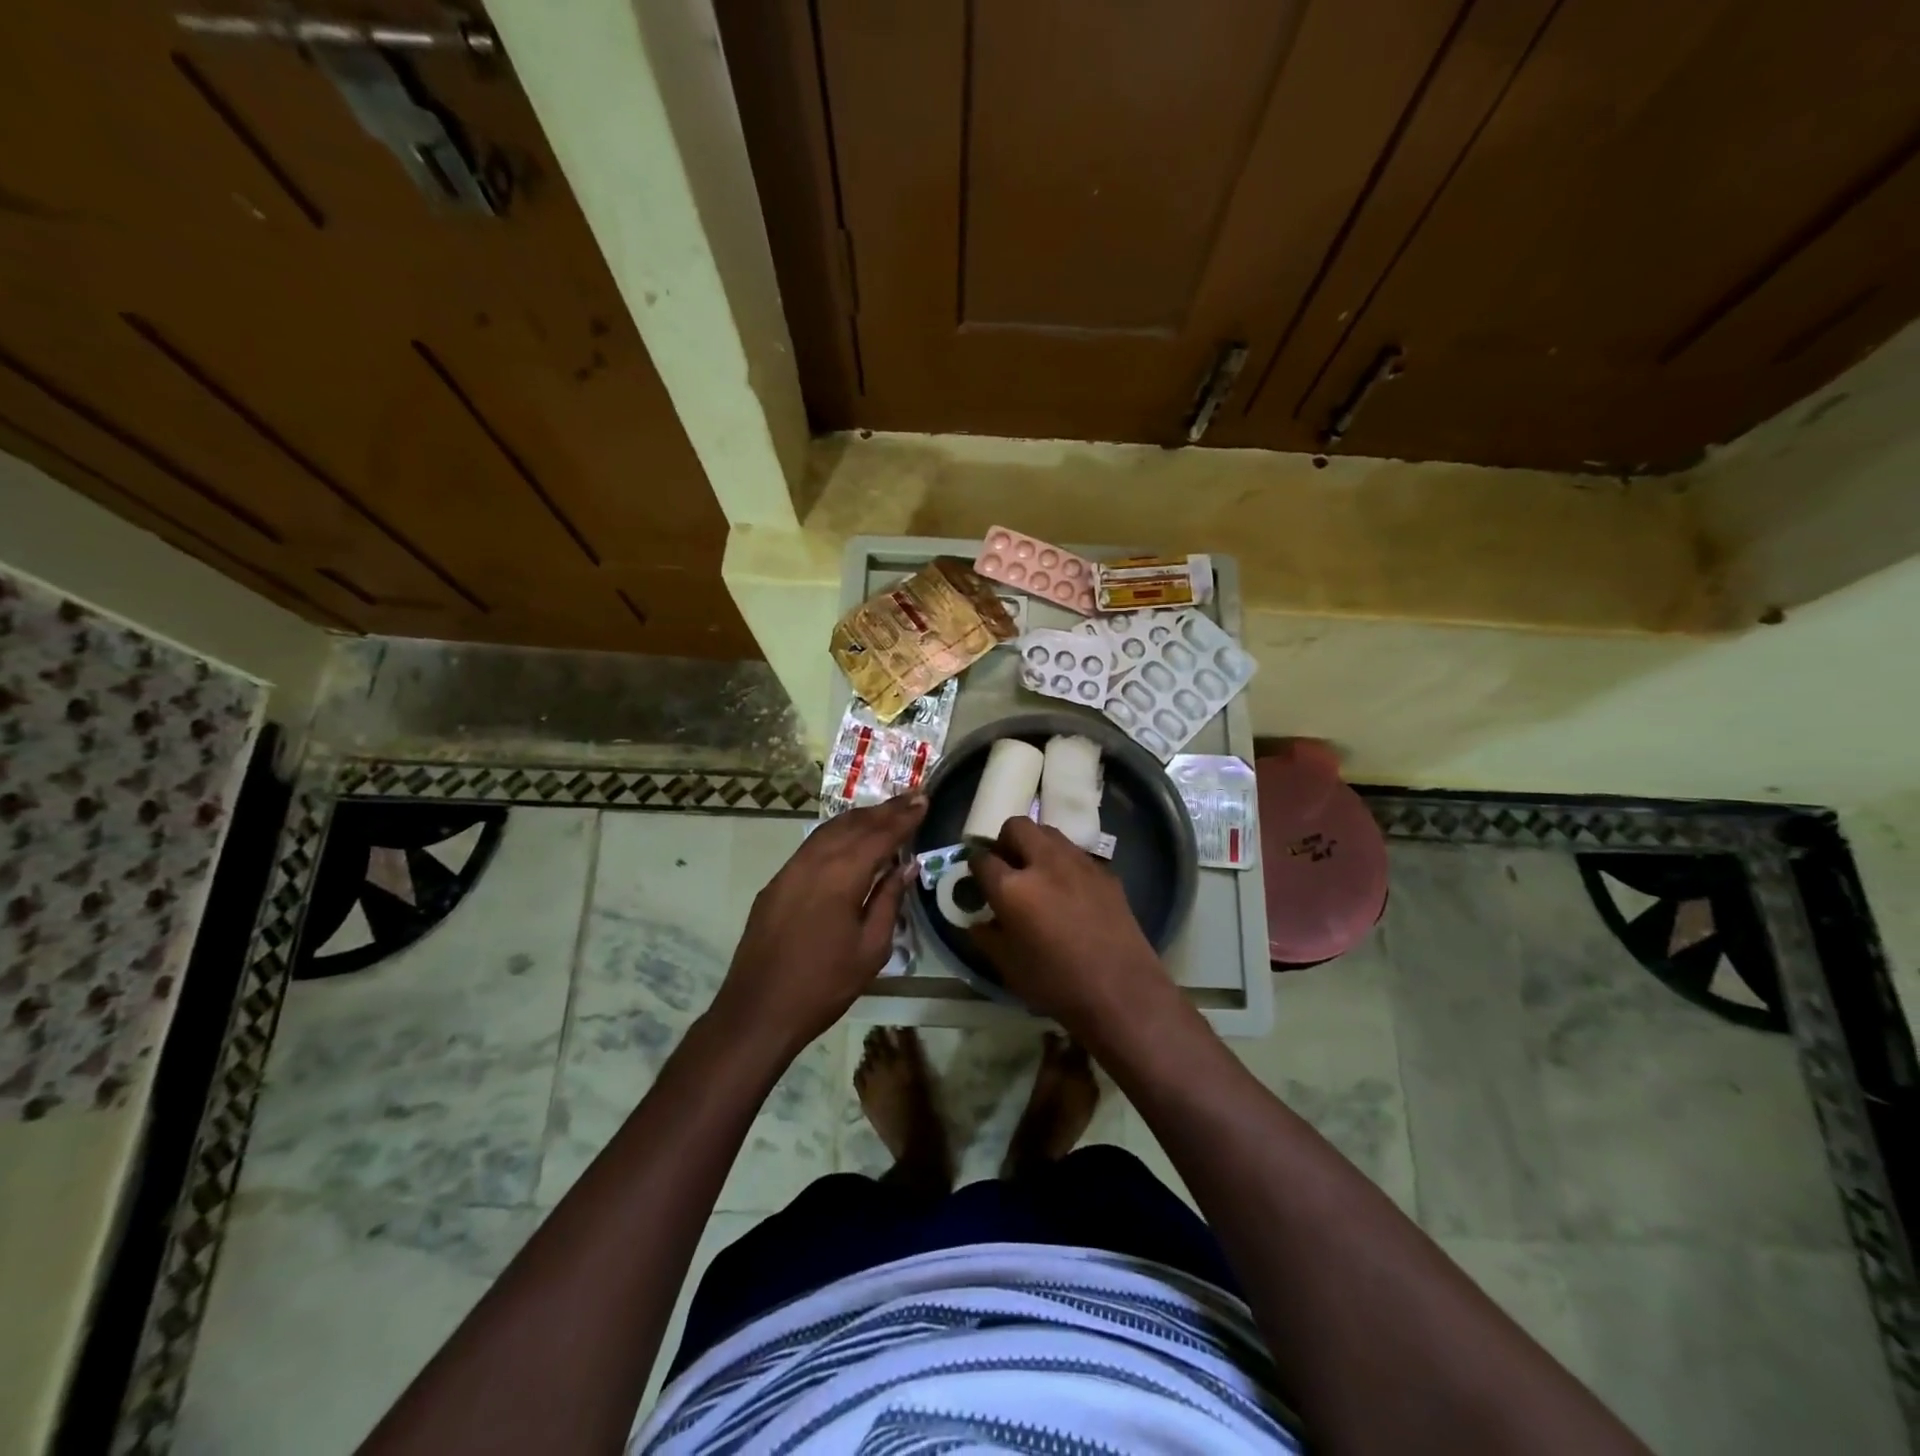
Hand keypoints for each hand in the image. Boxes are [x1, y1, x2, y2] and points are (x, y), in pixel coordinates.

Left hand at [710, 794, 926, 1057]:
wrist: (758, 1010)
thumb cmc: (824, 985)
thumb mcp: (871, 949)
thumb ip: (889, 901)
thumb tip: (906, 866)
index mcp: (841, 876)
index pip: (880, 836)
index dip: (903, 817)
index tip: (924, 799)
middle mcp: (813, 862)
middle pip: (854, 825)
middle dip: (885, 810)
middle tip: (912, 796)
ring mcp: (790, 870)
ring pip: (830, 830)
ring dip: (860, 817)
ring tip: (886, 810)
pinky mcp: (776, 883)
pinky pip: (812, 845)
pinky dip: (836, 833)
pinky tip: (848, 836)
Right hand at [970, 817, 1170, 1034]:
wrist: (1122, 991)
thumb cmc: (1057, 984)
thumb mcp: (1008, 968)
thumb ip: (987, 938)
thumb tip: (977, 922)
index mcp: (1012, 887)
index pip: (982, 859)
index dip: (975, 866)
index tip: (978, 878)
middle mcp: (1044, 863)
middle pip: (1017, 826)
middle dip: (1006, 841)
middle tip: (1008, 866)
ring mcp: (1078, 863)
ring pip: (1049, 833)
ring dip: (1036, 845)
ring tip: (1038, 874)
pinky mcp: (1105, 871)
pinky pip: (1076, 853)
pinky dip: (1064, 863)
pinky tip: (1070, 891)